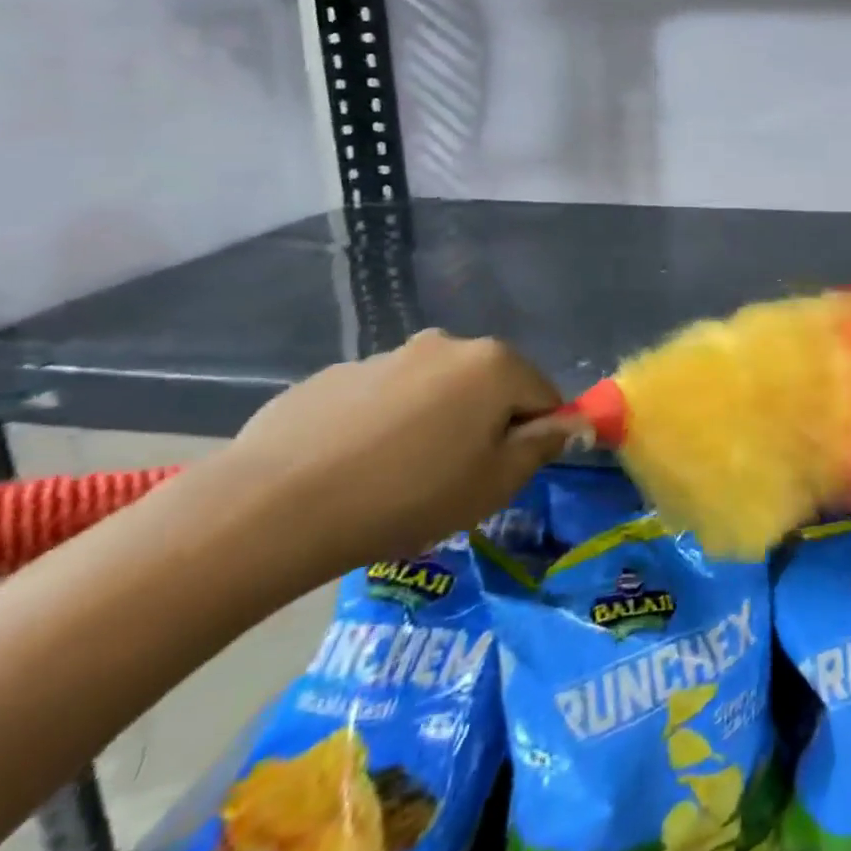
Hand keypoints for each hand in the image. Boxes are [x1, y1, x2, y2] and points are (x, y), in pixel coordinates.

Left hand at [200, 330, 583, 578]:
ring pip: (435, 391)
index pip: (544, 395)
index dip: (535, 437)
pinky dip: (384, 426)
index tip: (506, 476)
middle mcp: (445, 344)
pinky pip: (383, 400)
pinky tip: (355, 469)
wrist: (276, 505)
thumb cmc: (410, 495)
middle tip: (457, 479)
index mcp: (494, 364)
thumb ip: (543, 446)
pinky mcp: (335, 375)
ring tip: (399, 479)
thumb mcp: (495, 483)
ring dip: (435, 423)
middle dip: (485, 425)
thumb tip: (574, 423)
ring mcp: (386, 355)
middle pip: (489, 386)